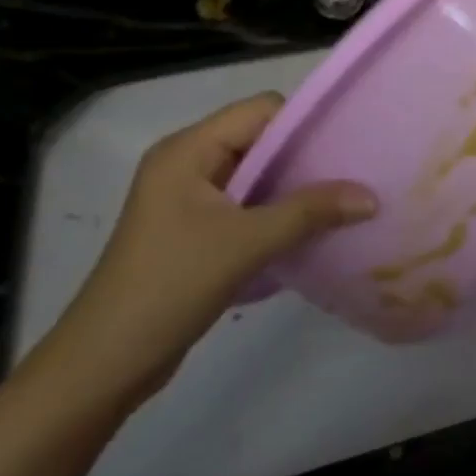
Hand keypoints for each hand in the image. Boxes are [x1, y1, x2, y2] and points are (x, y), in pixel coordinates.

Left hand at [43, 93, 377, 405]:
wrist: (104, 365)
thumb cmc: (170, 286)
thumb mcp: (248, 243)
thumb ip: (311, 211)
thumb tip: (371, 196)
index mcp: (188, 151)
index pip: (261, 110)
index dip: (304, 122)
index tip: (348, 144)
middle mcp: (187, 164)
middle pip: (261, 139)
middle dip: (307, 156)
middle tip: (355, 173)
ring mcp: (189, 199)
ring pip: (258, 174)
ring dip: (296, 187)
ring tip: (343, 201)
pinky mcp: (195, 230)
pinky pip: (249, 204)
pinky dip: (279, 212)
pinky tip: (312, 230)